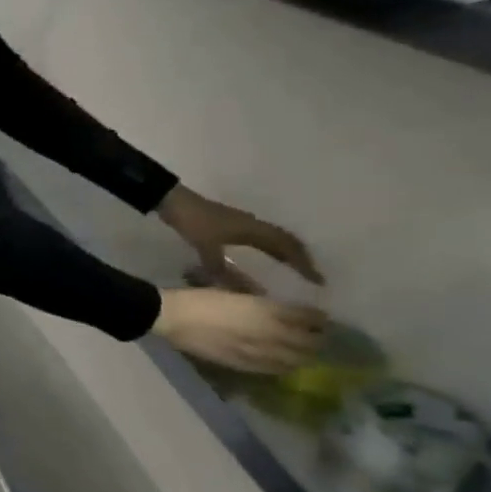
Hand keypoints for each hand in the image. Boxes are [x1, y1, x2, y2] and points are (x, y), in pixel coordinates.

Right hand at [153, 288, 327, 374]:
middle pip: (308, 343)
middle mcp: (269, 334)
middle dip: (317, 340)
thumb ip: (260, 304)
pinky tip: (279, 364)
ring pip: (294, 360)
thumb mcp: (234, 292)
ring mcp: (257, 352)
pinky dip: (282, 366)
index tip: (321, 317)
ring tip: (302, 353)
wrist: (169, 317)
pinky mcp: (242, 364)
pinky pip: (272, 369)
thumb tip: (282, 311)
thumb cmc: (199, 298)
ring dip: (303, 356)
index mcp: (266, 312)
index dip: (318, 318)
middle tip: (318, 337)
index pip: (308, 318)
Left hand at [157, 185, 322, 289]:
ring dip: (286, 251)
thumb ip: (220, 269)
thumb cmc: (193, 221)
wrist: (172, 200)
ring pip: (273, 238)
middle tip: (311, 276)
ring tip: (295, 269)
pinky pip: (259, 237)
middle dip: (301, 258)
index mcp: (254, 229)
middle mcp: (254, 224)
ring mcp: (243, 222)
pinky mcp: (231, 223)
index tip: (318, 280)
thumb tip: (241, 291)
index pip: (288, 247)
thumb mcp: (206, 247)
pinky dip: (269, 247)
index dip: (304, 264)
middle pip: (286, 241)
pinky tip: (264, 256)